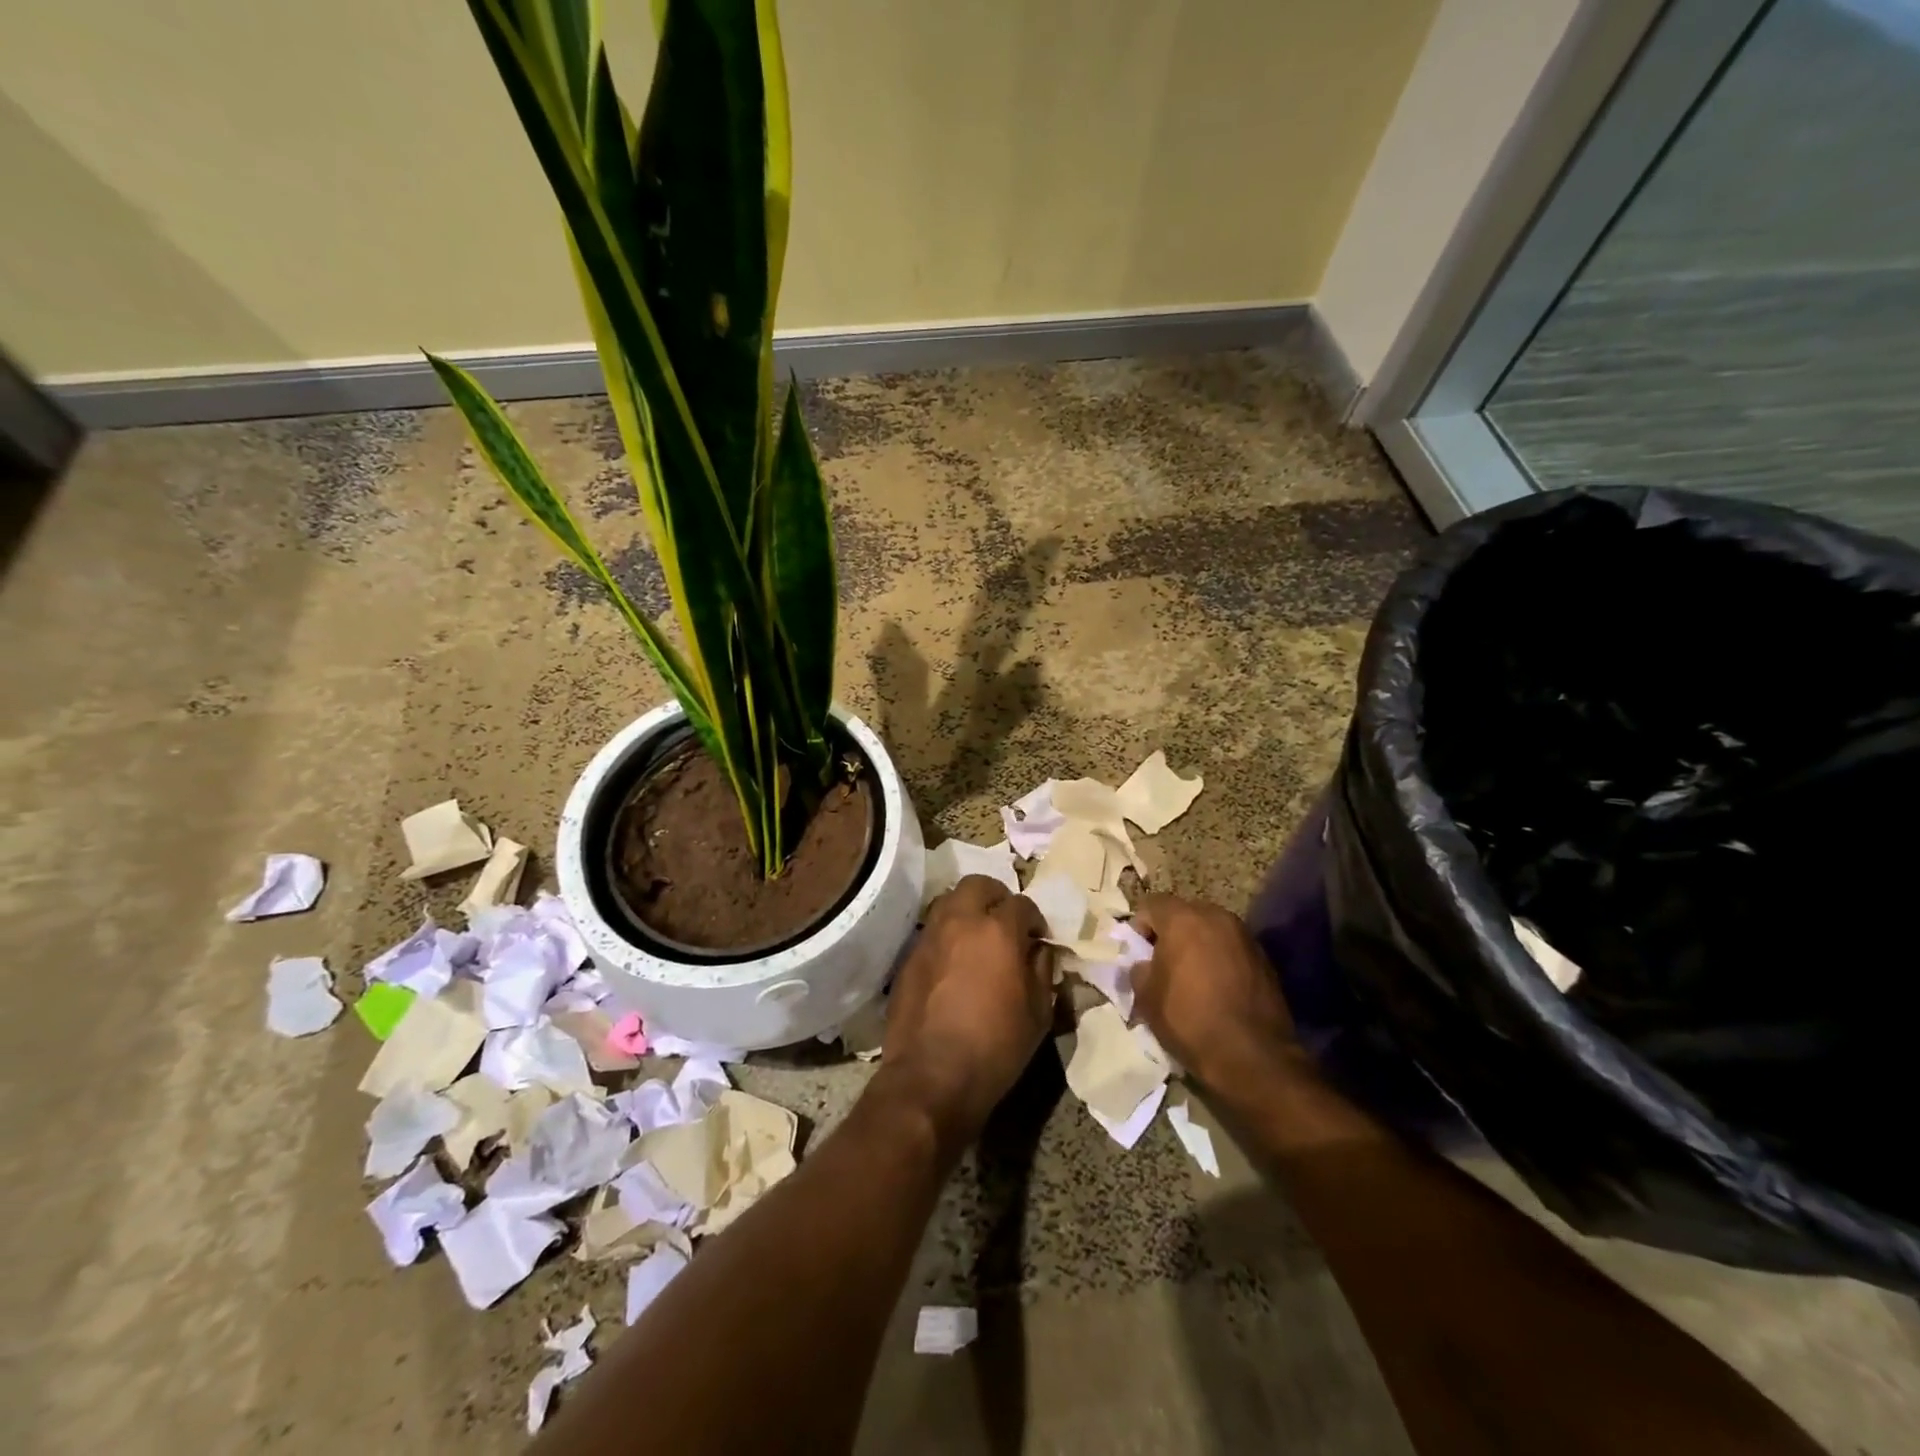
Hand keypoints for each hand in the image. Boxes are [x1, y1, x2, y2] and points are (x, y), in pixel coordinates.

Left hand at [880, 875, 1052, 1150]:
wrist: (931, 1075)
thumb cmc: (996, 1046)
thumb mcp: (1039, 1013)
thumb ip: (1043, 971)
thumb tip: (1039, 950)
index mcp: (998, 930)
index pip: (1021, 904)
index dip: (1034, 918)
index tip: (1038, 937)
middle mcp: (960, 921)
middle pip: (978, 885)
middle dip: (996, 897)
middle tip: (1006, 922)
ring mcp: (929, 936)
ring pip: (949, 901)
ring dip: (967, 910)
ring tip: (978, 938)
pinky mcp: (908, 957)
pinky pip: (931, 930)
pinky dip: (947, 934)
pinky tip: (954, 962)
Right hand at [1132, 893, 1295, 1091]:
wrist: (1252, 1056)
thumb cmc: (1189, 1020)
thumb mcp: (1146, 997)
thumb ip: (1139, 970)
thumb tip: (1145, 965)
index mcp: (1183, 919)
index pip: (1152, 904)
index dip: (1140, 927)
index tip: (1140, 955)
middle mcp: (1217, 917)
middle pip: (1185, 913)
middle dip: (1172, 934)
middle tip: (1164, 965)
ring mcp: (1245, 936)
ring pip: (1211, 931)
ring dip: (1198, 946)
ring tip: (1194, 979)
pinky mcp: (1265, 959)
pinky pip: (1232, 949)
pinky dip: (1221, 960)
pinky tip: (1218, 989)